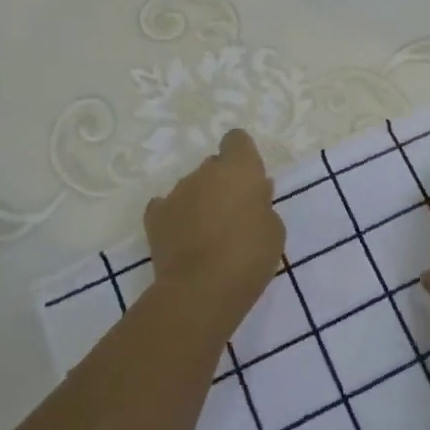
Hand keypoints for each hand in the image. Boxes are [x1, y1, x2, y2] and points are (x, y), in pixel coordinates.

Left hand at [144, 130, 285, 330]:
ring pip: (191, 187)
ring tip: (207, 236)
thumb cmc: (249, 256)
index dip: (243, 156)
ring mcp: (176, 192)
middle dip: (222, 183)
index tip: (249, 180)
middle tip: (233, 215)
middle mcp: (205, 172)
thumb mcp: (274, 230)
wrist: (201, 290)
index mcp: (239, 168)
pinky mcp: (155, 216)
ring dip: (200, 202)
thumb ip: (263, 204)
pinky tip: (183, 239)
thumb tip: (254, 193)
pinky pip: (167, 208)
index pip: (237, 139)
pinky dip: (175, 218)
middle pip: (214, 166)